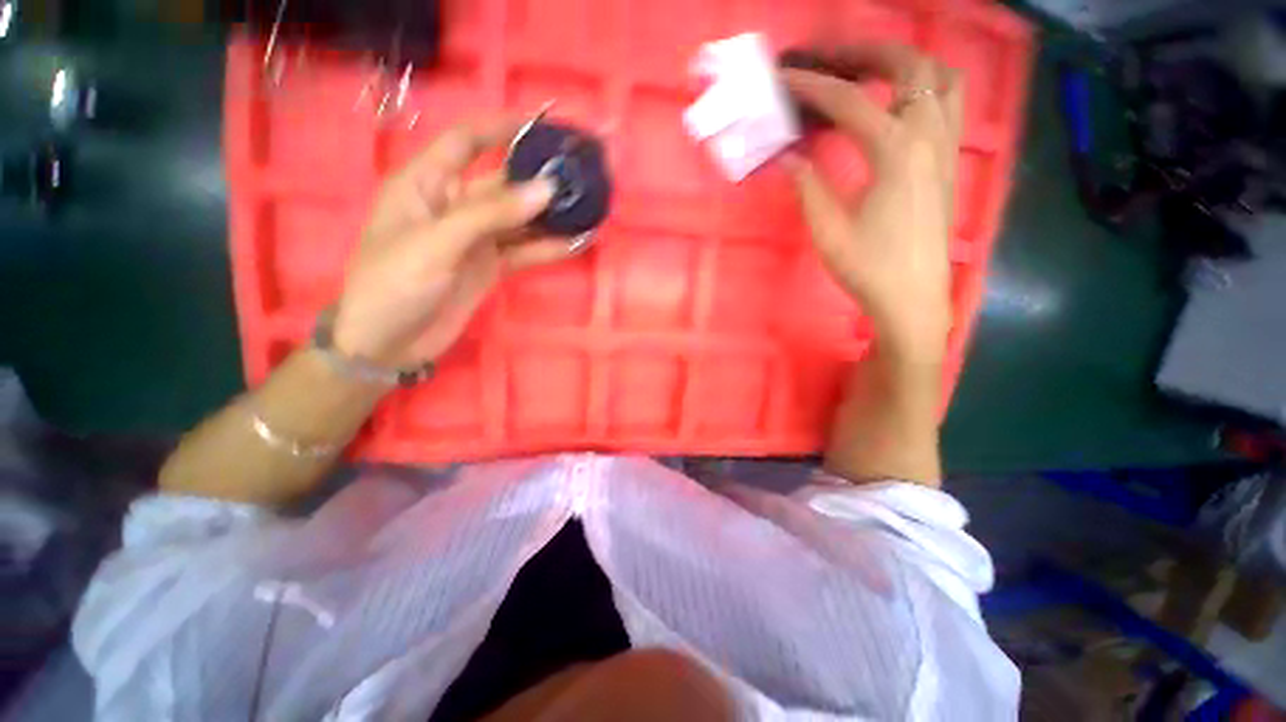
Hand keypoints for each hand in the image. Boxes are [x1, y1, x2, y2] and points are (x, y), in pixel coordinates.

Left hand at [333, 118, 570, 366]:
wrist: (389, 344)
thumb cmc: (394, 283)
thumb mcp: (437, 243)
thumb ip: (491, 215)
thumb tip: (545, 190)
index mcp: (427, 185)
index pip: (465, 142)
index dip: (500, 128)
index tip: (540, 125)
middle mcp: (454, 206)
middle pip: (502, 183)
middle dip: (538, 178)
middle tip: (579, 175)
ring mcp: (476, 239)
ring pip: (519, 220)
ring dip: (551, 216)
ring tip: (588, 209)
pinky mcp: (490, 266)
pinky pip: (524, 251)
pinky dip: (549, 248)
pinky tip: (576, 244)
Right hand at [782, 45, 962, 364]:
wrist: (912, 299)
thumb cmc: (868, 269)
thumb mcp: (828, 231)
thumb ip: (808, 187)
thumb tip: (789, 157)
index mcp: (895, 153)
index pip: (850, 101)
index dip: (813, 85)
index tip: (786, 76)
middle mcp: (929, 137)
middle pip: (910, 67)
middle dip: (867, 53)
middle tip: (833, 59)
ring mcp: (946, 147)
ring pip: (941, 78)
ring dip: (906, 65)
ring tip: (871, 73)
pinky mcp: (949, 163)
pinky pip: (950, 104)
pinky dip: (927, 88)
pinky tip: (901, 105)